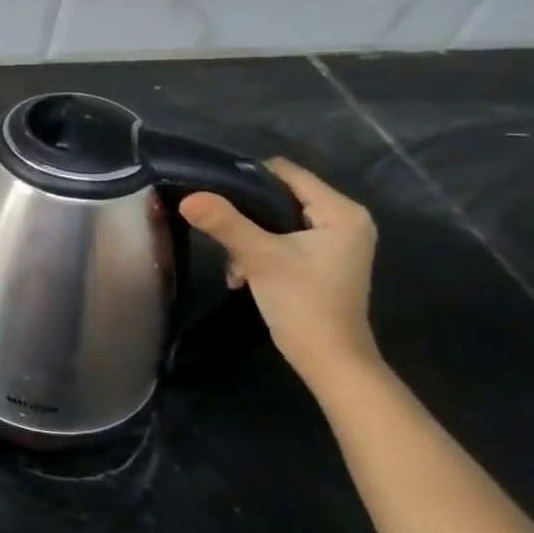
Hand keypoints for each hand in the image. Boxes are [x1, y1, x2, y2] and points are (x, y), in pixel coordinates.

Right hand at [179, 159, 380, 387]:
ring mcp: (335, 242)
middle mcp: (345, 220)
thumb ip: (224, 222)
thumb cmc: (304, 302)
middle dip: (244, 214)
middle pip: (279, 195)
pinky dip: (259, 251)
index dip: (246, 178)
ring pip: (276, 219)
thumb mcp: (259, 257)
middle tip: (220, 232)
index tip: (213, 193)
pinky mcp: (321, 260)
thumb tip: (188, 197)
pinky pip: (282, 238)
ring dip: (247, 237)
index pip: (286, 173)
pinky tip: (243, 274)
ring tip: (234, 263)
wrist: (329, 360)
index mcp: (341, 211)